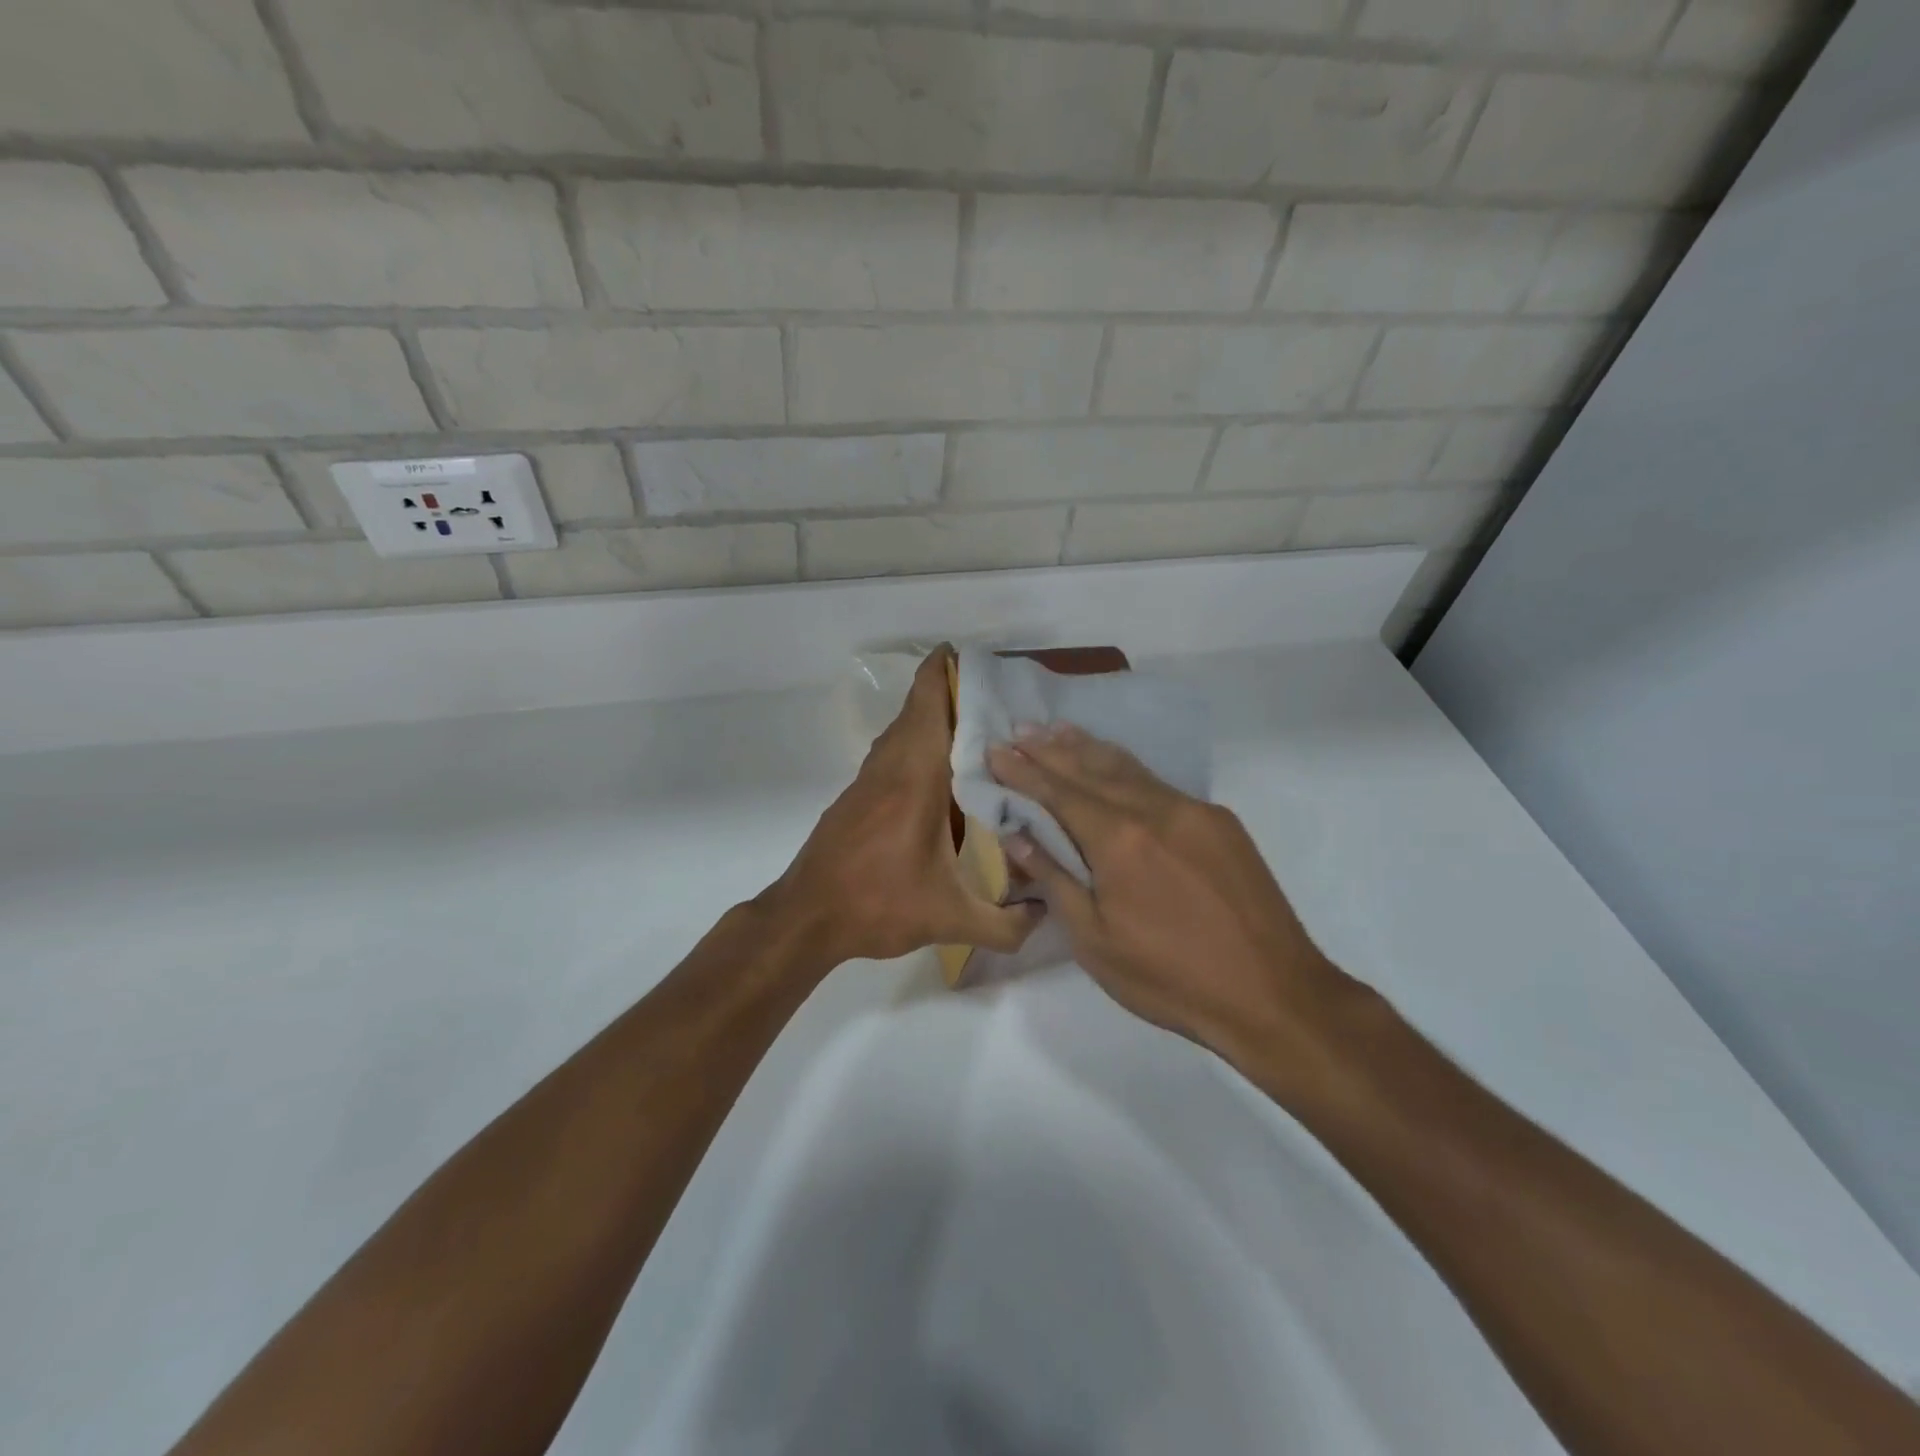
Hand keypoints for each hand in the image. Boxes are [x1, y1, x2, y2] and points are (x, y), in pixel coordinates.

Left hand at [764, 647, 1041, 967]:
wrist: (807, 917)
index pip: (928, 706)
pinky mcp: (857, 797)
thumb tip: (1047, 914)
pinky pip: (892, 753)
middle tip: (994, 697)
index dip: (944, 672)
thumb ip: (1006, 923)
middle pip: (917, 710)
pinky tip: (942, 774)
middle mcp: (891, 768)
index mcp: (916, 778)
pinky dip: (917, 744)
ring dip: (932, 718)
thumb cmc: (877, 905)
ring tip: (977, 729)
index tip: (973, 657)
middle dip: (950, 692)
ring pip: (902, 731)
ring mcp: (869, 780)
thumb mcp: (950, 920)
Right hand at [987, 724, 1364, 1090]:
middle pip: (1092, 769)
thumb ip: (1055, 879)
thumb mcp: (1095, 940)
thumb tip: (1017, 835)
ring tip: (1058, 730)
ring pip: (1130, 768)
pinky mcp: (1221, 823)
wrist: (1273, 995)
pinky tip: (1115, 766)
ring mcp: (1194, 811)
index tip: (996, 749)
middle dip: (1051, 749)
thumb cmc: (1170, 978)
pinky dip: (1128, 768)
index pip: (1058, 792)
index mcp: (1119, 840)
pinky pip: (1161, 783)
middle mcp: (1155, 810)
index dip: (1023, 771)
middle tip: (1020, 729)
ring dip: (1089, 748)